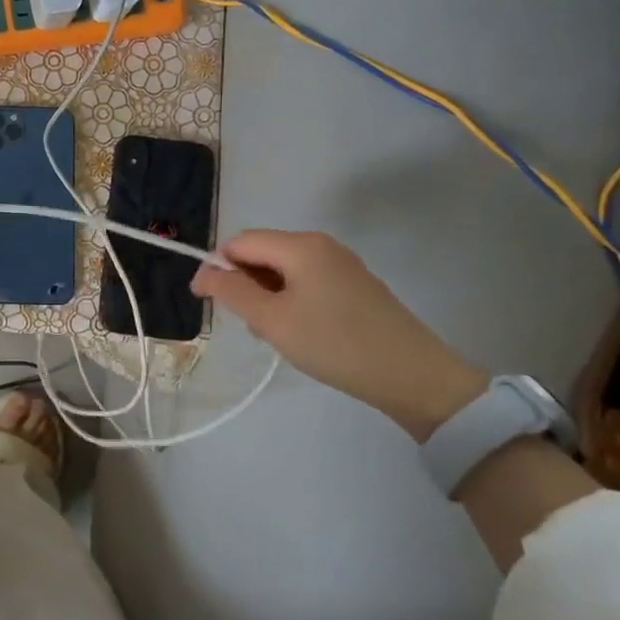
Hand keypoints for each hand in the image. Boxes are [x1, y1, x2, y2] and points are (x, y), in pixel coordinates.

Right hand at [191, 229, 487, 440]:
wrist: (414, 377)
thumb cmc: (334, 344)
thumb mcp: (271, 320)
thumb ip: (232, 291)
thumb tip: (205, 273)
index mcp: (300, 245)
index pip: (240, 242)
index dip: (216, 267)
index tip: (206, 302)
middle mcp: (321, 244)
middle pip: (262, 252)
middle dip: (243, 283)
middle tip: (246, 324)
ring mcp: (341, 264)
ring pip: (283, 269)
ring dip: (266, 295)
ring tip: (273, 334)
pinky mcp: (355, 285)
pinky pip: (306, 281)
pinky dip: (290, 300)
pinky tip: (299, 332)